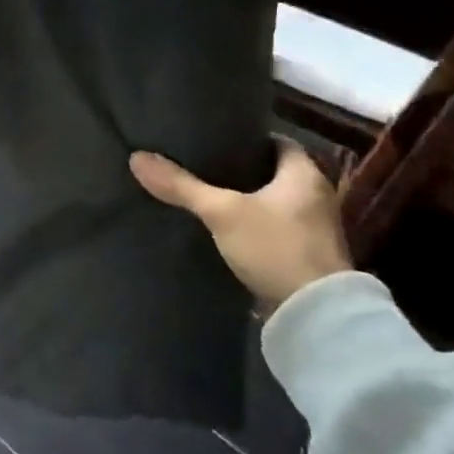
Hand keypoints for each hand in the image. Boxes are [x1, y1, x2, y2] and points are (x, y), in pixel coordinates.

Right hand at [130, 137, 351, 314]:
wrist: (314, 315)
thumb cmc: (275, 247)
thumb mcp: (222, 212)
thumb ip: (181, 186)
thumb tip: (137, 157)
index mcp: (306, 173)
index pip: (275, 141)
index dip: (245, 138)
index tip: (213, 139)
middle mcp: (315, 195)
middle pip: (272, 172)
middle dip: (239, 170)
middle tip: (200, 165)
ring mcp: (312, 228)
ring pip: (271, 202)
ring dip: (244, 200)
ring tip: (204, 195)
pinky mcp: (304, 256)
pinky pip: (271, 229)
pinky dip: (249, 226)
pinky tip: (221, 228)